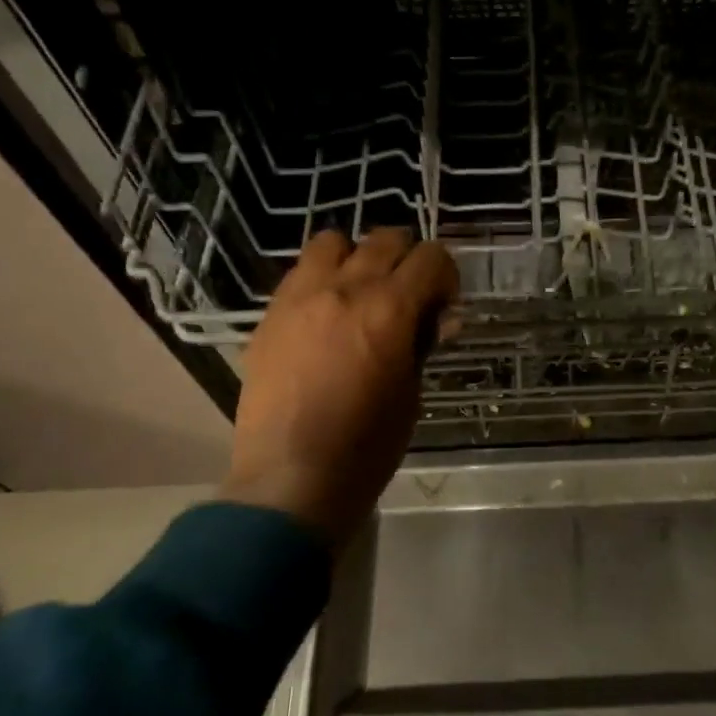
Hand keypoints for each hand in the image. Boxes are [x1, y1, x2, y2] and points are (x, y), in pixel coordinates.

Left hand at [221, 228, 459, 551]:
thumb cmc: (367, 446)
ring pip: (334, 242)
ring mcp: (300, 297)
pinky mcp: (270, 315)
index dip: (446, 275)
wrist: (291, 477)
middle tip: (408, 295)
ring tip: (359, 293)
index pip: (431, 257)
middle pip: (386, 238)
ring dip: (357, 258)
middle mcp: (345, 289)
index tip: (443, 303)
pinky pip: (300, 272)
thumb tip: (437, 318)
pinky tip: (325, 315)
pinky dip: (322, 279)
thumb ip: (422, 343)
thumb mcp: (411, 393)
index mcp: (390, 309)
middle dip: (407, 260)